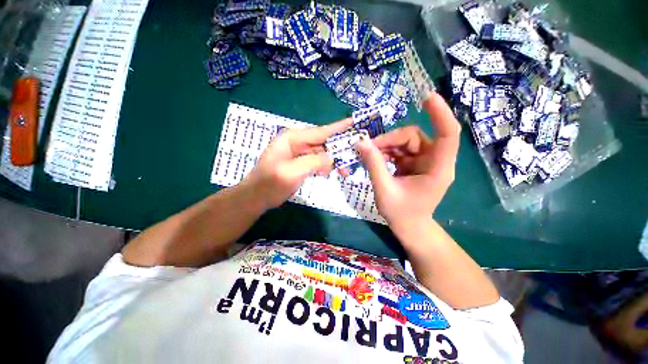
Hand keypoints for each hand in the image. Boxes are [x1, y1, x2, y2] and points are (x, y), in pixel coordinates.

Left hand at [242, 118, 352, 209]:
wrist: (256, 198)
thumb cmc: (270, 184)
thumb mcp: (292, 172)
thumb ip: (314, 162)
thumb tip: (333, 158)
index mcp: (292, 138)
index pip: (320, 131)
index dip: (339, 128)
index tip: (355, 123)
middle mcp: (296, 142)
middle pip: (323, 142)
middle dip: (339, 149)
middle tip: (357, 155)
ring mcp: (298, 153)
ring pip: (322, 153)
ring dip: (334, 161)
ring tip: (346, 171)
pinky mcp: (300, 163)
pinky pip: (317, 162)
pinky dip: (325, 167)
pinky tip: (330, 173)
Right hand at [355, 92, 460, 230]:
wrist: (409, 227)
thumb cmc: (401, 213)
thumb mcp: (384, 189)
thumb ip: (373, 164)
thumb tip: (360, 142)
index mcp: (438, 169)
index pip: (448, 134)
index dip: (440, 114)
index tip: (427, 97)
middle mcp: (434, 161)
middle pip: (414, 136)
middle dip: (390, 139)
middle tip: (368, 148)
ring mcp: (424, 161)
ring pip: (405, 141)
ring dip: (385, 145)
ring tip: (369, 155)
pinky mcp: (414, 164)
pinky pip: (399, 150)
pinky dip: (386, 152)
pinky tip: (376, 159)